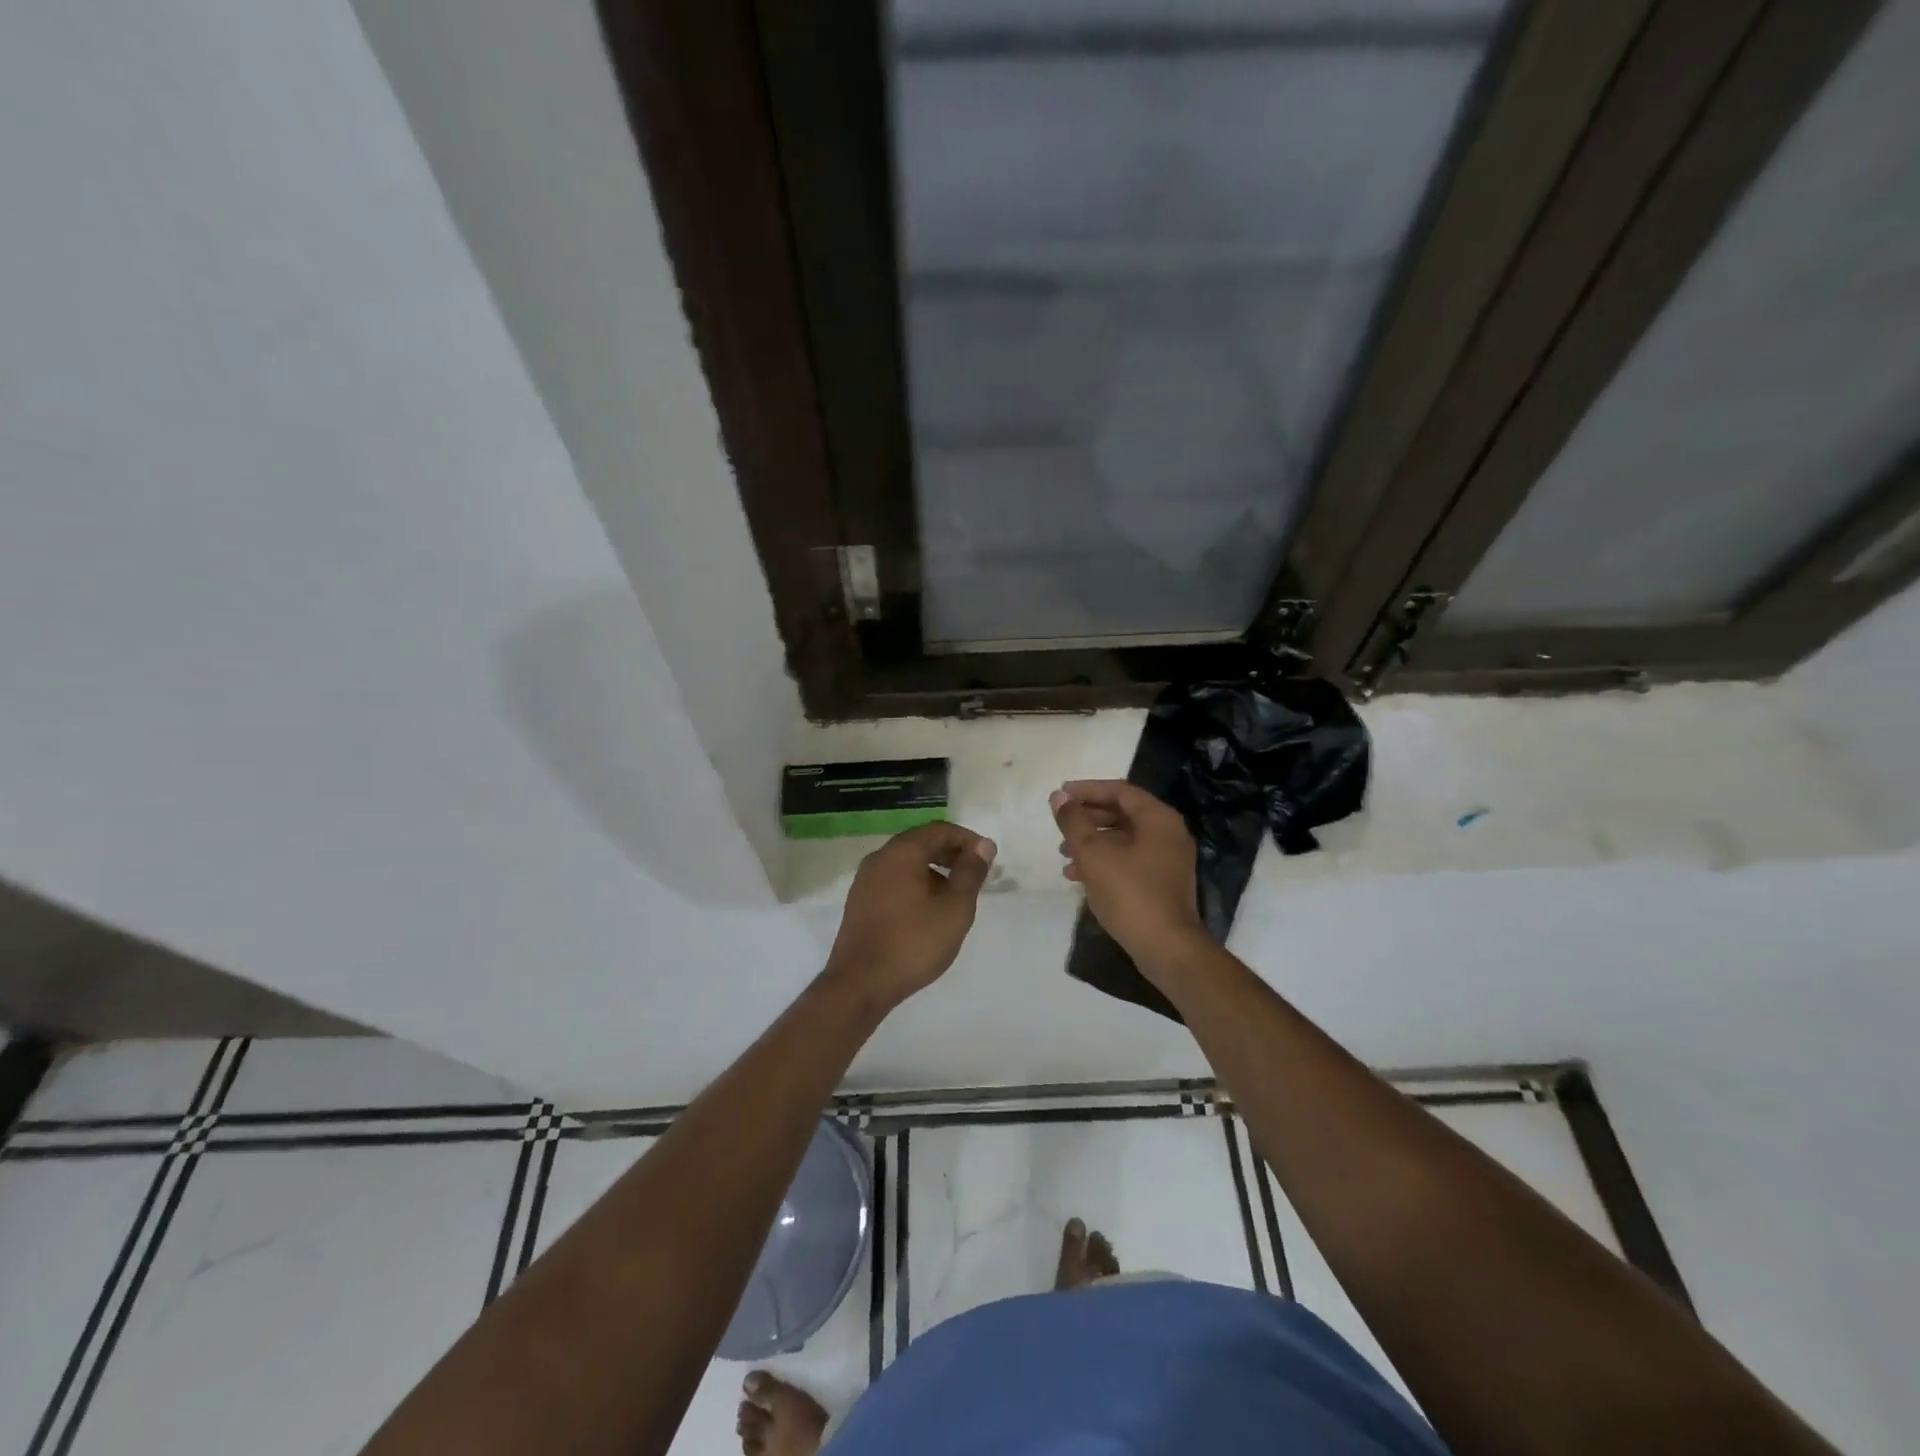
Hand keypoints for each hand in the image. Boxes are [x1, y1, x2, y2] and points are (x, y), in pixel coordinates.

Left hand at [825, 821, 996, 1009]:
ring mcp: (865, 879)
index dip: (967, 839)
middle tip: (974, 875)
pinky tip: (927, 910)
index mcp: (902, 852)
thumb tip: (984, 845)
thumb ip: (970, 873)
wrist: (860, 984)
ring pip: (906, 862)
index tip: (987, 859)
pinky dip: (915, 883)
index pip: (939, 830)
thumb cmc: (914, 943)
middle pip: (920, 842)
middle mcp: (880, 858)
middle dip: (950, 853)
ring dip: (933, 869)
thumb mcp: (954, 909)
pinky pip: (893, 879)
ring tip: (954, 895)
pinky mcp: (859, 901)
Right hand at [1052, 781, 1205, 964]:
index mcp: (1158, 819)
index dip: (1087, 790)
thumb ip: (1074, 822)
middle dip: (1088, 818)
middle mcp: (1168, 833)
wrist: (1166, 948)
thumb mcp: (1094, 854)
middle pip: (1123, 813)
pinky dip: (1104, 862)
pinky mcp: (1162, 883)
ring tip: (1063, 854)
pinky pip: (1129, 860)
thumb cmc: (1130, 893)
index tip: (1060, 795)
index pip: (1120, 791)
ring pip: (1124, 839)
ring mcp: (1168, 860)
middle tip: (1060, 824)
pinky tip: (1077, 876)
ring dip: (1092, 842)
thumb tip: (1058, 797)